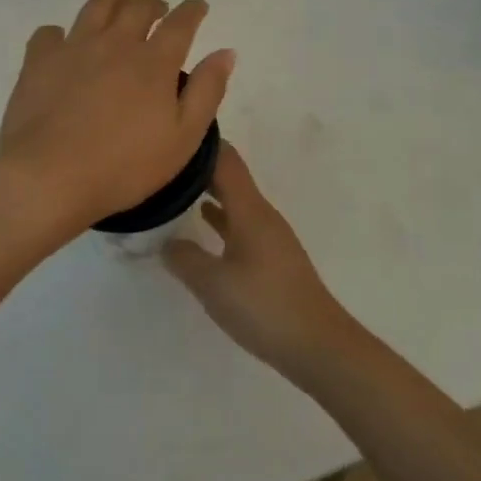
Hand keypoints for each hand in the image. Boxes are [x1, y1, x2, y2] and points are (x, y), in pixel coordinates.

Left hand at [0, 0, 234, 230]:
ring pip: (97, 7)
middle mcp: (115, 43)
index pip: (180, 22)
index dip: (193, 10)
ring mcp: (74, 47)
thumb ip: (207, 91)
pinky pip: (50, 32)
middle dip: (154, 4)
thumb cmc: (124, 166)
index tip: (198, 6)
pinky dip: (62, 33)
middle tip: (158, 12)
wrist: (50, 177)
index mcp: (154, 62)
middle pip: (138, 6)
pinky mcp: (39, 61)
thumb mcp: (183, 138)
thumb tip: (226, 53)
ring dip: (114, 2)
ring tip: (118, 9)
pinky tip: (65, 44)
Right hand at [163, 144, 362, 381]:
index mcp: (250, 210)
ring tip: (174, 189)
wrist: (318, 345)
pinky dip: (220, 219)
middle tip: (162, 163)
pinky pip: (240, 224)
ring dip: (208, 192)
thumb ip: (184, 259)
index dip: (200, 145)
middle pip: (230, 177)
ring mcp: (270, 236)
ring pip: (235, 201)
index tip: (170, 135)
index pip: (225, 161)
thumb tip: (165, 242)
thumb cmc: (264, 307)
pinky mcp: (272, 258)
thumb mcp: (213, 284)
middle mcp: (262, 215)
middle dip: (199, 167)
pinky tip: (203, 225)